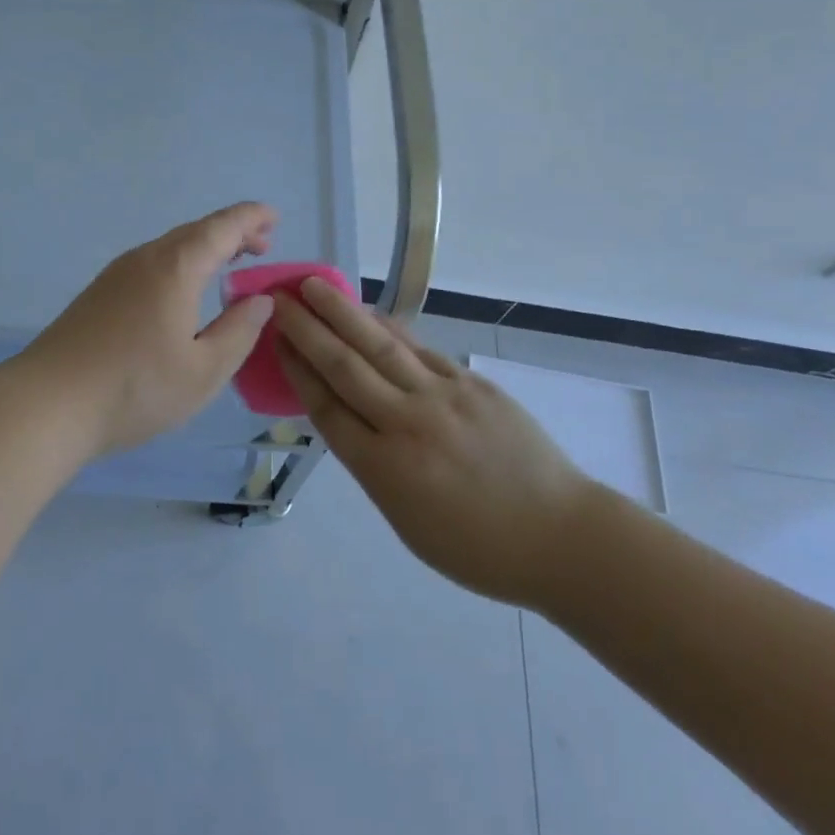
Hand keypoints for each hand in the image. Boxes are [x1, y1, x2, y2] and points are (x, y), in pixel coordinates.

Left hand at [4, 203, 279, 457]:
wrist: (47, 404)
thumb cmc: (134, 389)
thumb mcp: (204, 371)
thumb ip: (239, 331)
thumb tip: (260, 300)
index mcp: (176, 267)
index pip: (222, 227)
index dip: (252, 218)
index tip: (275, 218)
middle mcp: (146, 258)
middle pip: (196, 231)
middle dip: (232, 233)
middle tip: (261, 247)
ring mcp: (117, 273)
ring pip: (171, 246)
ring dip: (205, 249)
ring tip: (229, 266)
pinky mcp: (100, 292)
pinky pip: (152, 262)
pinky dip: (181, 264)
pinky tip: (184, 292)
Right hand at [274, 280, 590, 607]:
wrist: (559, 534)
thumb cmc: (478, 548)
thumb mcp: (407, 522)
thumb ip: (374, 466)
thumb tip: (351, 418)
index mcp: (384, 469)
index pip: (327, 407)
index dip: (297, 369)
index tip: (276, 339)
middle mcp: (405, 424)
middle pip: (344, 367)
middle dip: (307, 329)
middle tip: (280, 298)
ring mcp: (441, 397)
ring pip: (380, 346)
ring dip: (342, 313)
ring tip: (315, 286)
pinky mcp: (471, 383)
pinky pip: (419, 349)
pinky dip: (389, 328)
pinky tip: (371, 313)